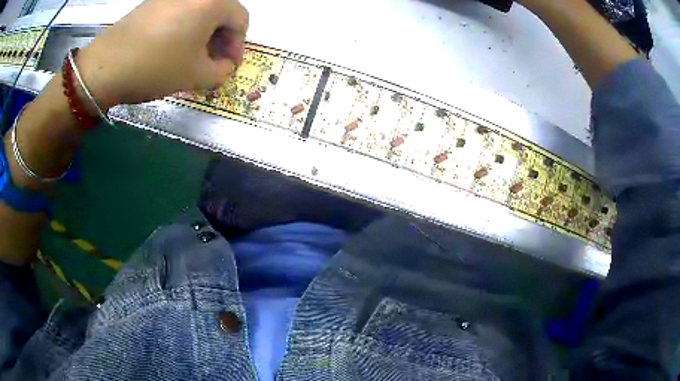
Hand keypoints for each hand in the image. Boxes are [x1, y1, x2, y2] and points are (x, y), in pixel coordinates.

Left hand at [77, 0, 248, 108]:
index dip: (238, 45)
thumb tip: (225, 66)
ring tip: (191, 58)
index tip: (229, 66)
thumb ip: (221, 71)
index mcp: (213, 2)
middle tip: (212, 63)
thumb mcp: (196, 75)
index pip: (241, 20)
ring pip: (199, 12)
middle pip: (221, 13)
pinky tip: (173, 48)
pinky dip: (184, 29)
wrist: (106, 66)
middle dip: (221, 39)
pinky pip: (179, 12)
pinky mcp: (153, 3)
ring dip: (203, 34)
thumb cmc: (156, 66)